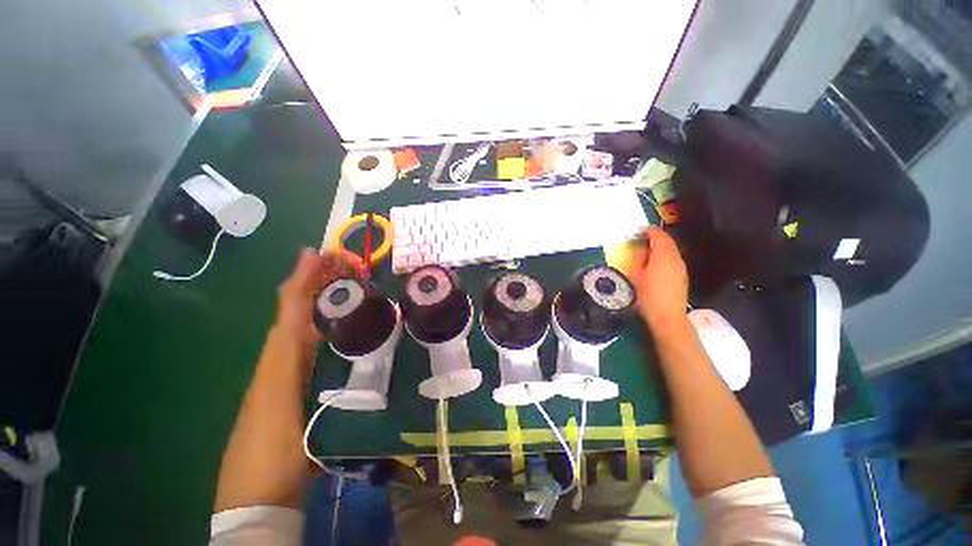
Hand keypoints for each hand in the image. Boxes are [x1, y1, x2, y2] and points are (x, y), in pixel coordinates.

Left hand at [275, 248, 365, 342]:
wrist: (298, 342)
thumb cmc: (296, 315)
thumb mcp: (297, 291)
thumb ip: (304, 271)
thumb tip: (311, 249)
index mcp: (304, 277)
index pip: (323, 259)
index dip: (339, 256)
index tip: (356, 261)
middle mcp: (314, 283)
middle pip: (334, 268)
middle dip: (349, 265)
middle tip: (364, 270)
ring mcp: (324, 293)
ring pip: (341, 278)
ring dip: (353, 275)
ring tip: (366, 277)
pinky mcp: (332, 304)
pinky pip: (344, 290)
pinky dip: (353, 286)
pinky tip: (361, 288)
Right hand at [619, 227, 688, 333]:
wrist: (667, 316)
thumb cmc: (647, 296)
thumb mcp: (635, 276)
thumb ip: (638, 259)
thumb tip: (640, 249)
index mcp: (663, 256)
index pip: (659, 236)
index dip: (649, 230)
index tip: (639, 230)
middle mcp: (675, 258)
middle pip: (668, 241)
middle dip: (656, 237)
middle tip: (642, 238)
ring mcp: (681, 267)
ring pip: (672, 250)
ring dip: (661, 247)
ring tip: (647, 250)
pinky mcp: (683, 276)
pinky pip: (674, 259)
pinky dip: (665, 256)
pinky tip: (656, 263)